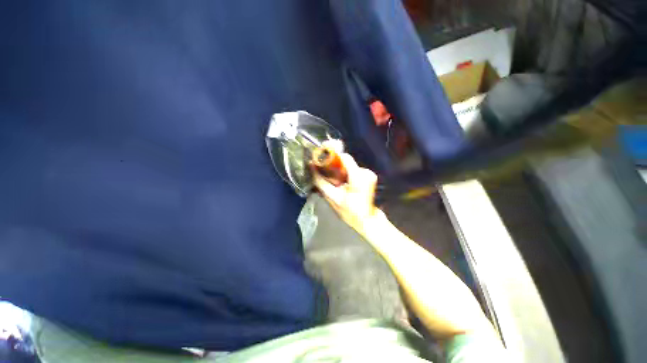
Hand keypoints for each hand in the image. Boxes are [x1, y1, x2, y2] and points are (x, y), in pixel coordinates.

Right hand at [312, 153, 382, 235]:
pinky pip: (354, 171)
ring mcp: (370, 174)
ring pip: (350, 166)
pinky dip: (347, 175)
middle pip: (346, 161)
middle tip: (326, 174)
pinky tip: (344, 185)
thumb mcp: (333, 198)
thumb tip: (312, 168)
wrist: (367, 220)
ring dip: (341, 172)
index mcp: (358, 177)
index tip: (322, 159)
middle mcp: (366, 172)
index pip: (345, 157)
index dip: (332, 156)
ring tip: (335, 182)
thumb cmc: (350, 212)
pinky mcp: (370, 177)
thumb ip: (322, 183)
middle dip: (335, 166)